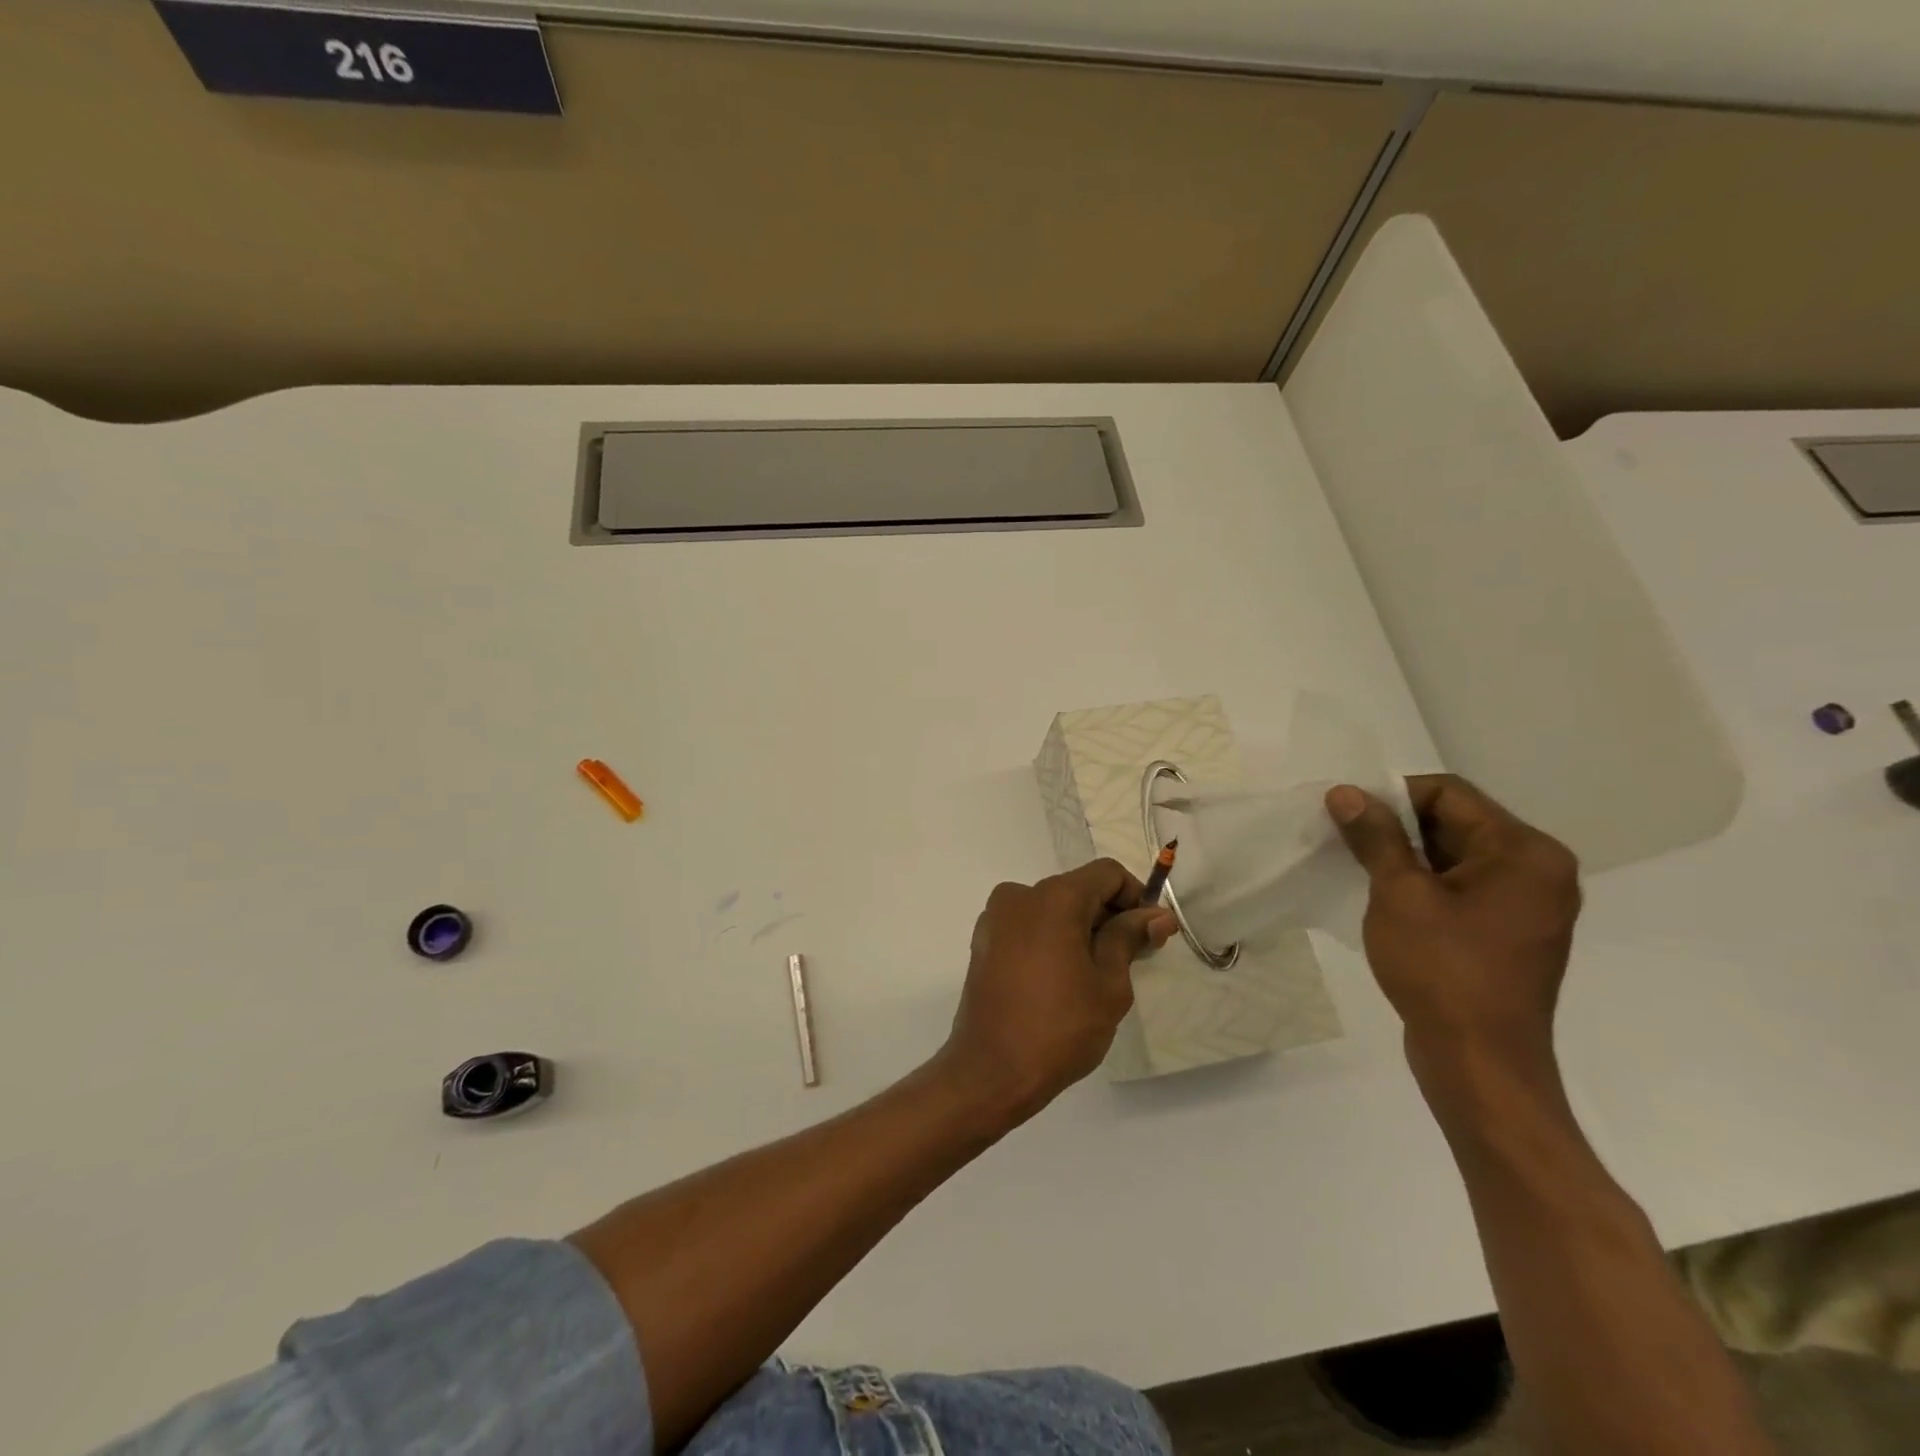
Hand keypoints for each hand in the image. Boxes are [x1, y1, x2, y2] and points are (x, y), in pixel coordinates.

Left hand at [937, 859, 1175, 1121]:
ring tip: (1094, 976)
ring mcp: (996, 918)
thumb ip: (1129, 939)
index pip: (1107, 874)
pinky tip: (1060, 979)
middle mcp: (1020, 895)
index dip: (1135, 897)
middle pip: (1077, 889)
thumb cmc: (1060, 1027)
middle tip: (1131, 959)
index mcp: (1054, 897)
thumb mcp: (1109, 984)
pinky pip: (1028, 925)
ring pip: (1051, 908)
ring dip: (1079, 929)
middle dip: (1108, 916)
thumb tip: (1157, 915)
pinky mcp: (983, 941)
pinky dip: (1051, 938)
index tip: (1149, 935)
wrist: (991, 1070)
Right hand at [1325, 775, 1580, 1082]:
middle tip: (1345, 840)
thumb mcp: (1399, 894)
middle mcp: (1539, 870)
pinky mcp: (1512, 932)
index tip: (1346, 815)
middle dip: (1397, 826)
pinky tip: (1386, 898)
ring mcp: (1528, 905)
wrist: (1479, 1064)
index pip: (1450, 794)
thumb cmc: (1442, 970)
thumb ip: (1376, 837)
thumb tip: (1345, 793)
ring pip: (1457, 856)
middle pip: (1457, 822)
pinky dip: (1424, 884)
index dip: (1392, 796)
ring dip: (1406, 856)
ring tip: (1359, 868)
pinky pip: (1464, 888)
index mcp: (1525, 852)